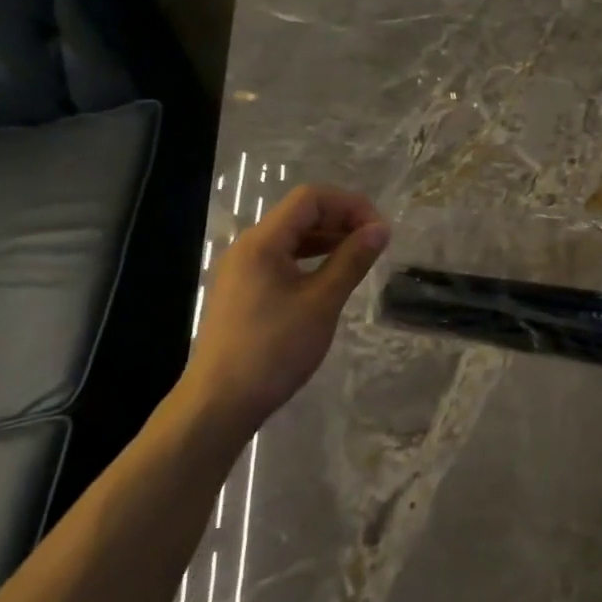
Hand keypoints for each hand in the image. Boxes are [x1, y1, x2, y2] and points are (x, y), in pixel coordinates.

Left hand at [179, 184, 388, 439]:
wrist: (220, 403)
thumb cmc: (274, 349)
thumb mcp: (322, 302)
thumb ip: (352, 260)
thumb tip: (381, 229)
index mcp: (262, 242)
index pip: (310, 199)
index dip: (349, 205)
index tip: (379, 229)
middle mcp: (248, 247)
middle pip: (300, 214)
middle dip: (341, 220)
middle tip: (375, 243)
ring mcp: (242, 270)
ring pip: (291, 238)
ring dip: (328, 240)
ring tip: (361, 257)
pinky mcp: (243, 292)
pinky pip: (282, 260)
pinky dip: (311, 260)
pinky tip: (331, 277)